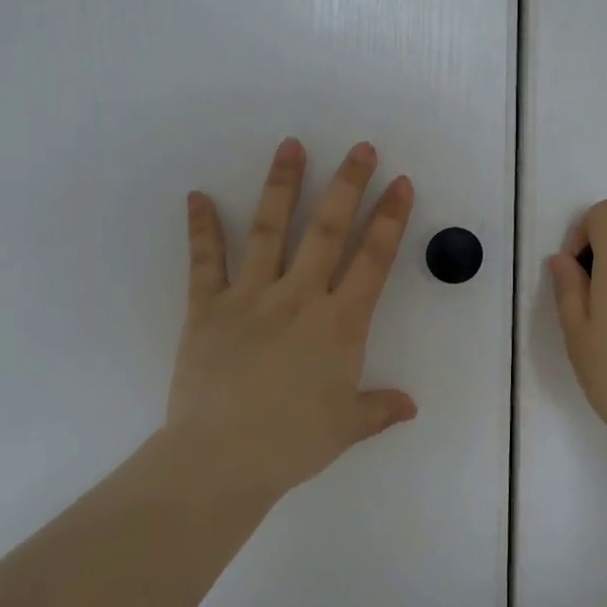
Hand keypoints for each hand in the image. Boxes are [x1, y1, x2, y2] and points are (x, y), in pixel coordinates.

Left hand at [157, 138, 417, 502]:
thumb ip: (379, 409)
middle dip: (347, 185)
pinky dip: (201, 227)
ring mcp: (251, 297)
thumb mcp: (346, 428)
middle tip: (361, 148)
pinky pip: (205, 261)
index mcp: (339, 324)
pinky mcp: (208, 308)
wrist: (220, 460)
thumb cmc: (292, 443)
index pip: (373, 259)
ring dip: (282, 185)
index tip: (400, 183)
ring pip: (269, 230)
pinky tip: (197, 195)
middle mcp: (299, 297)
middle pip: (327, 230)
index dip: (390, 218)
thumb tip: (409, 407)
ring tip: (291, 145)